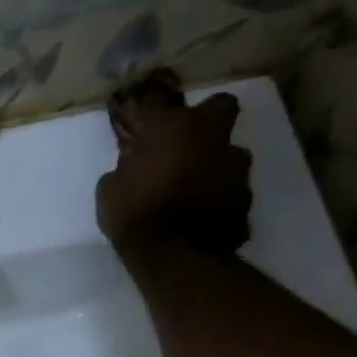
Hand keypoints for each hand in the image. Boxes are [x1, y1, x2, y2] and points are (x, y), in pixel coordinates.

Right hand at [96, 71, 252, 255]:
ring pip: (229, 152)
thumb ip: (125, 168)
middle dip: (206, 120)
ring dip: (213, 163)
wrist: (173, 255)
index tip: (140, 127)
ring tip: (193, 187)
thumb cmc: (133, 214)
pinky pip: (230, 188)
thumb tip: (133, 164)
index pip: (158, 102)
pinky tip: (202, 213)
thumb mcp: (109, 189)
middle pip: (220, 107)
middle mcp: (210, 136)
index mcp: (172, 127)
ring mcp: (234, 165)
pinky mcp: (247, 195)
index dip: (149, 114)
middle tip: (186, 143)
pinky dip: (219, 196)